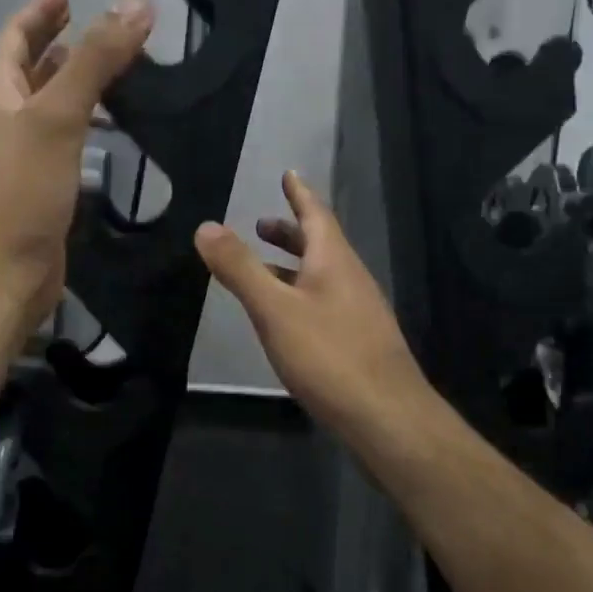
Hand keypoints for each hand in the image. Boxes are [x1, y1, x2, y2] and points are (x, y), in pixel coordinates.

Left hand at [0, 0, 152, 330]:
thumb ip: (96, 60)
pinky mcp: (35, 183)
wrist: (5, 269)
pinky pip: (58, 137)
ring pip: (46, 103)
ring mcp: (15, 152)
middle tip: (99, 27)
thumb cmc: (22, 188)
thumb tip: (136, 6)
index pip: (16, 36)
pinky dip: (80, 120)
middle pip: (29, 67)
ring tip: (109, 66)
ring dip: (72, 82)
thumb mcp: (58, 115)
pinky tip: (104, 123)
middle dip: (60, 44)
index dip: (40, 12)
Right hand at [195, 171, 433, 448]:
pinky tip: (287, 319)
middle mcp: (351, 280)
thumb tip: (206, 226)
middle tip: (262, 224)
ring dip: (294, 265)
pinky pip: (325, 303)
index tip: (288, 174)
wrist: (386, 417)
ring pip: (322, 276)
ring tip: (264, 269)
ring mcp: (359, 312)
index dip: (299, 194)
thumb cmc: (329, 356)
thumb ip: (240, 269)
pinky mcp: (359, 342)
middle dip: (291, 232)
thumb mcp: (275, 310)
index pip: (316, 215)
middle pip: (320, 245)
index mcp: (334, 262)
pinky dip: (301, 295)